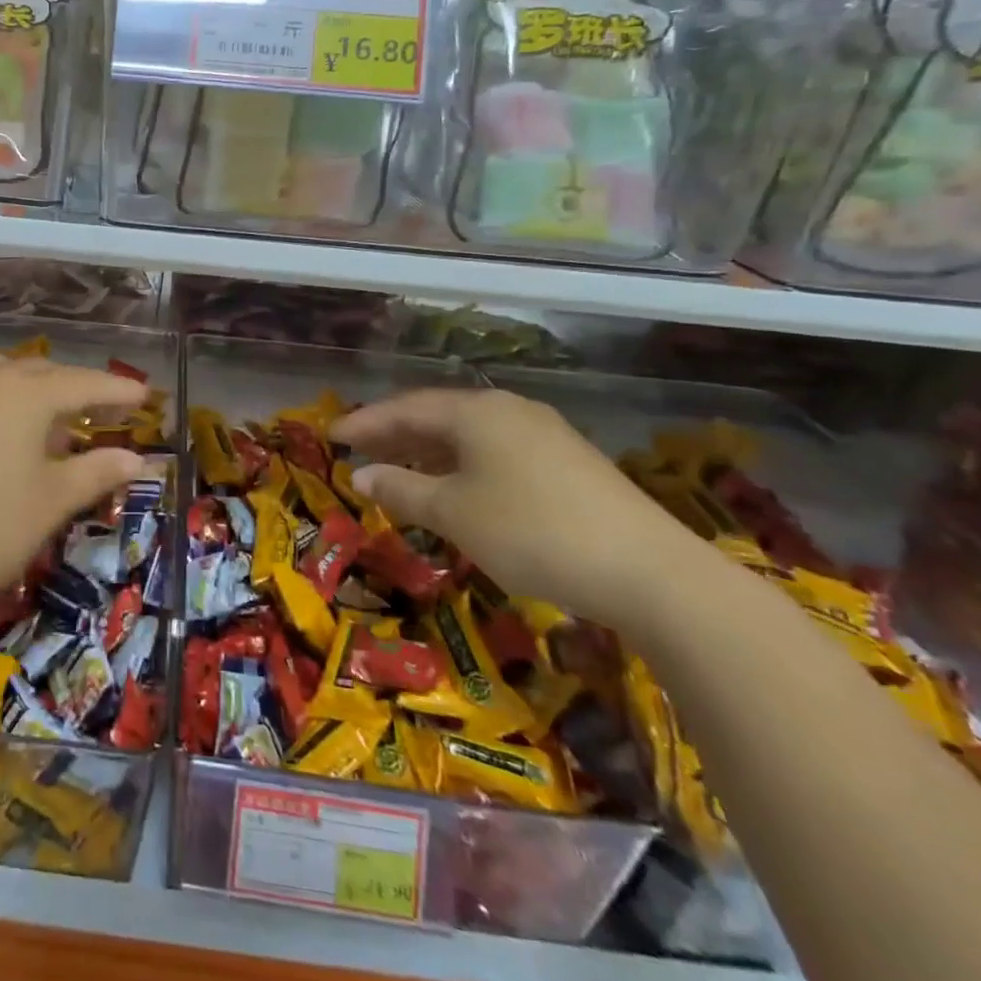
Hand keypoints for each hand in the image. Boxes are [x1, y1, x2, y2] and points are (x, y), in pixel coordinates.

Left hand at [0, 355, 148, 631]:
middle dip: (76, 388)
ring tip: (52, 420)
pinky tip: (0, 434)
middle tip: (103, 410)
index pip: (83, 383)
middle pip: (42, 373)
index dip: (117, 391)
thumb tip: (140, 459)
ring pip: (2, 377)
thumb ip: (97, 472)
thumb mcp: (50, 502)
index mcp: (23, 393)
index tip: (145, 396)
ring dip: (33, 391)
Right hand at [331, 388, 694, 628]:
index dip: (365, 422)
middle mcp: (509, 411)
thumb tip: (360, 474)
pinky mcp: (568, 464)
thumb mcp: (454, 513)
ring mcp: (544, 435)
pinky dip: (462, 465)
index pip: (405, 408)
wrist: (649, 572)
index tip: (331, 436)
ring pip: (469, 435)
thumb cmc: (531, 531)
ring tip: (398, 469)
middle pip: (438, 415)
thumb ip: (401, 489)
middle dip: (395, 433)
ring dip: (428, 451)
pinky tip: (455, 488)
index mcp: (477, 412)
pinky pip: (495, 452)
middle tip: (358, 449)